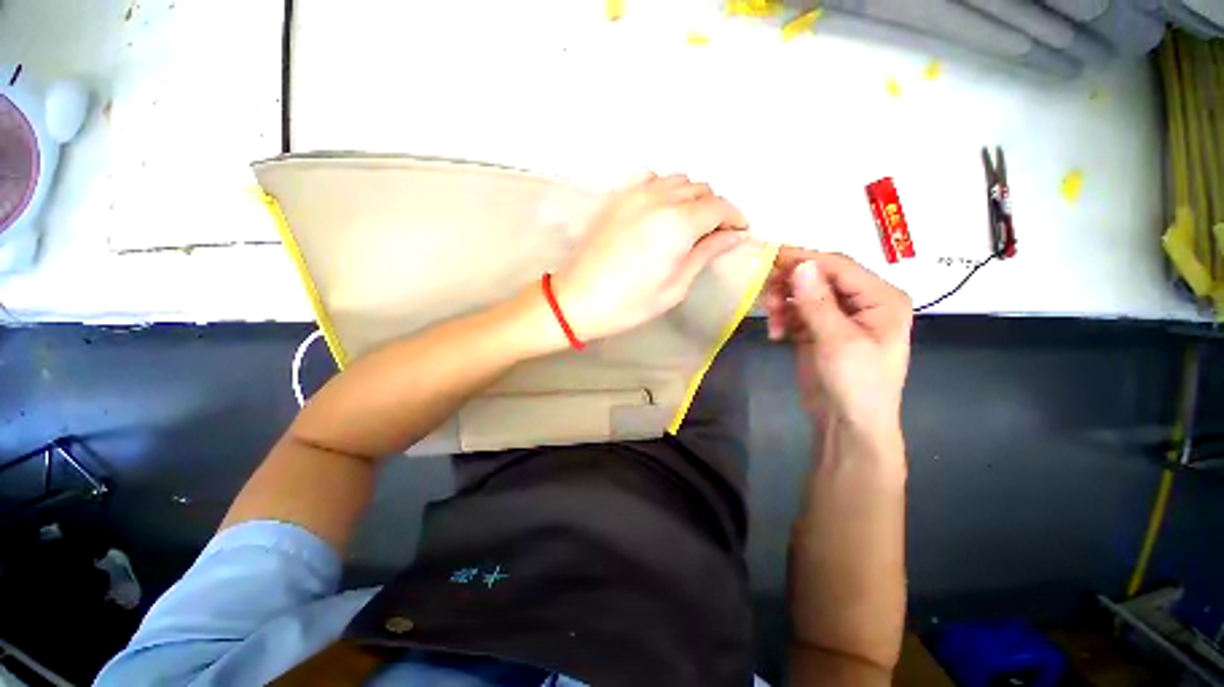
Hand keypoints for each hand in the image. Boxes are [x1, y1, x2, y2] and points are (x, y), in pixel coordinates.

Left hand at [553, 173, 749, 341]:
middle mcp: (659, 199)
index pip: (720, 207)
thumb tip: (734, 235)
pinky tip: (663, 212)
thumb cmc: (629, 304)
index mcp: (677, 224)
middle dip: (715, 209)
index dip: (735, 218)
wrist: (577, 299)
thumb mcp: (675, 286)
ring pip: (679, 181)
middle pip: (702, 189)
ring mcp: (635, 194)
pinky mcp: (618, 197)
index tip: (739, 233)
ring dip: (692, 198)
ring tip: (689, 224)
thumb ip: (706, 253)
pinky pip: (653, 180)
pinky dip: (667, 190)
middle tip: (714, 235)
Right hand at [764, 249, 912, 432]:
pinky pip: (796, 312)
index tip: (770, 256)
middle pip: (819, 278)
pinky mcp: (818, 330)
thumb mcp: (838, 341)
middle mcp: (862, 302)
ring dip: (784, 303)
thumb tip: (801, 265)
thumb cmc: (856, 384)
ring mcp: (838, 316)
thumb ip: (818, 302)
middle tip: (766, 296)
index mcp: (881, 298)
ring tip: (772, 321)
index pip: (839, 266)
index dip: (805, 258)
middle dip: (791, 285)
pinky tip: (776, 333)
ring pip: (804, 294)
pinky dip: (783, 318)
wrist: (847, 424)